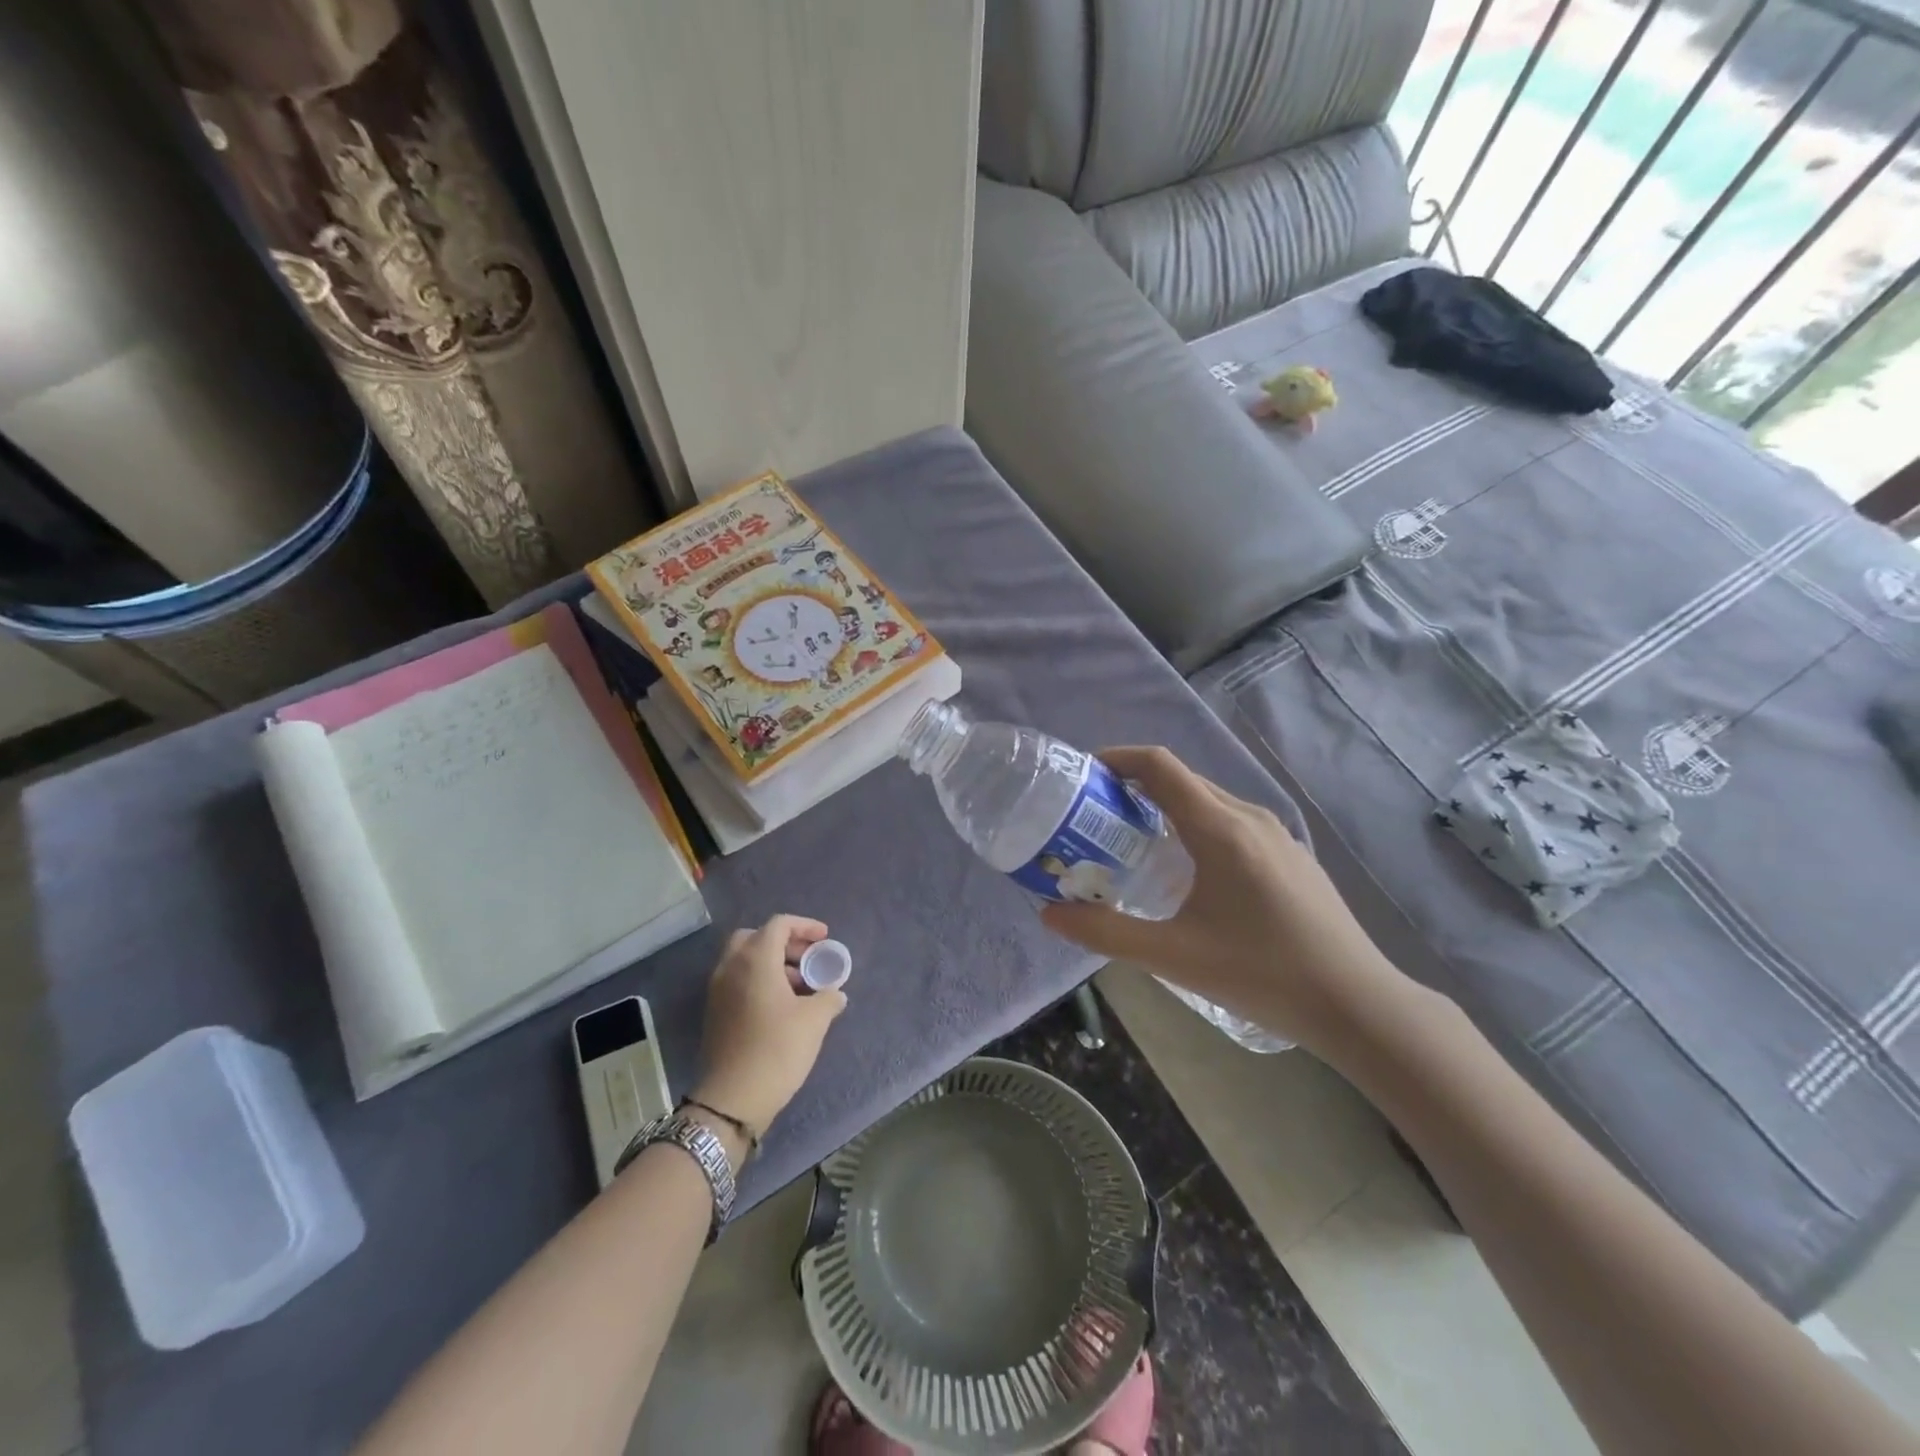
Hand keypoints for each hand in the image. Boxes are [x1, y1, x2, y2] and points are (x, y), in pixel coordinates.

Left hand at [693, 915, 846, 1137]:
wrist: (732, 1100)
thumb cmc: (777, 1050)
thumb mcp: (814, 1020)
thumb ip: (829, 997)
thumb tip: (835, 993)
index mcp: (755, 959)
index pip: (779, 924)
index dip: (805, 926)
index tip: (825, 939)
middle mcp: (731, 967)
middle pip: (756, 937)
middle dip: (785, 942)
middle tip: (809, 959)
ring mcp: (718, 990)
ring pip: (745, 960)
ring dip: (773, 963)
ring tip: (801, 986)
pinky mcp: (715, 1012)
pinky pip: (738, 980)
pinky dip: (759, 980)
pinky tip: (782, 1006)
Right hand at [1040, 747, 1411, 1056]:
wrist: (1357, 1004)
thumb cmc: (1262, 974)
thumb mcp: (1173, 957)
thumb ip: (1105, 933)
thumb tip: (1049, 914)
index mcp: (1220, 829)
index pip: (1160, 766)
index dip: (1118, 759)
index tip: (1084, 775)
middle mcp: (1249, 817)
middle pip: (1182, 780)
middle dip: (1134, 787)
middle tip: (1096, 817)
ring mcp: (1277, 834)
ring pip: (1209, 800)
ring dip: (1166, 807)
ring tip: (1134, 842)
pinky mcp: (1291, 855)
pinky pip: (1232, 822)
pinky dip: (1196, 825)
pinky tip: (1188, 872)